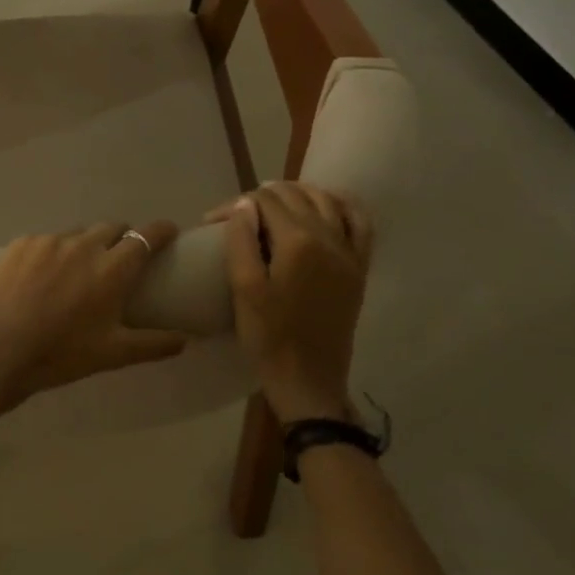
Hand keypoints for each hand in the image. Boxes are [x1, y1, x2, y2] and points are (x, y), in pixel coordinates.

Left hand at [0, 222, 187, 431]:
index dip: (161, 231)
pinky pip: (47, 241)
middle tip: (118, 260)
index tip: (168, 232)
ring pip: (78, 234)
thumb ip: (152, 344)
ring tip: (77, 271)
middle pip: (112, 228)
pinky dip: (54, 253)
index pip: (146, 236)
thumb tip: (186, 341)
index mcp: (112, 268)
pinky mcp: (22, 242)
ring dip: (86, 246)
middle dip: (121, 239)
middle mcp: (85, 245)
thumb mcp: (112, 354)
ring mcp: (50, 240)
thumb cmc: (60, 354)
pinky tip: (43, 276)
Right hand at [207, 182, 371, 423]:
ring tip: (275, 200)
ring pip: (327, 201)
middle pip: (295, 196)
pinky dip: (343, 206)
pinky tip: (327, 205)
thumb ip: (241, 240)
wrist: (308, 381)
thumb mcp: (244, 288)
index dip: (237, 205)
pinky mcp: (358, 269)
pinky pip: (360, 224)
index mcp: (297, 242)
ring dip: (300, 193)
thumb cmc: (268, 337)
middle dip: (264, 196)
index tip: (214, 221)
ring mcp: (348, 254)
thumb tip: (245, 204)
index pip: (265, 201)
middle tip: (239, 214)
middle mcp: (328, 239)